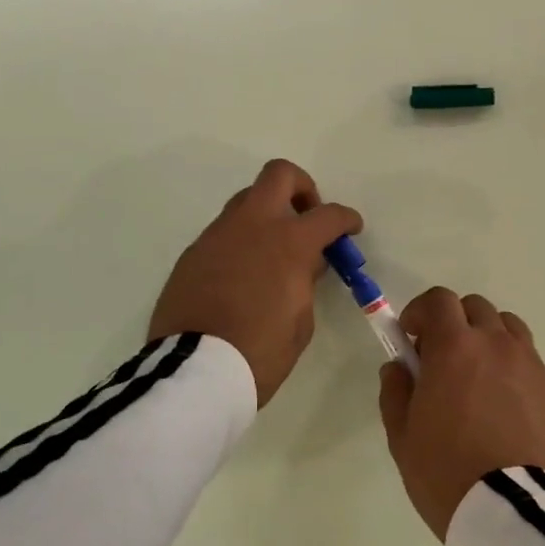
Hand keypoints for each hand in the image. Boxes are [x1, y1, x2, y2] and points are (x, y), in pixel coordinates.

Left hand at [148, 159, 361, 406]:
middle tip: (307, 217)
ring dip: (267, 214)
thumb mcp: (301, 321)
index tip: (351, 228)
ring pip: (247, 200)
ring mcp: (218, 234)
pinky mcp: (193, 252)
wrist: (194, 371)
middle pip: (280, 175)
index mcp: (289, 242)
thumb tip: (303, 263)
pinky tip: (243, 274)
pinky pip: (224, 232)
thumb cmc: (260, 352)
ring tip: (273, 251)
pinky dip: (241, 241)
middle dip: (301, 188)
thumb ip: (305, 281)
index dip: (346, 219)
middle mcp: (253, 225)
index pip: (328, 215)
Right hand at [377, 288, 544, 539]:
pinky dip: (515, 372)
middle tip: (443, 360)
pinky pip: (532, 364)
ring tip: (480, 380)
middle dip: (455, 324)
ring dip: (489, 340)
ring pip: (509, 329)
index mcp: (455, 347)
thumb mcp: (402, 437)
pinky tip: (508, 411)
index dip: (421, 312)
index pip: (438, 300)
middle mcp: (497, 344)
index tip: (411, 337)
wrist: (515, 514)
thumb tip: (399, 367)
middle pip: (476, 308)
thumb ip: (395, 391)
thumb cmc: (447, 472)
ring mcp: (532, 365)